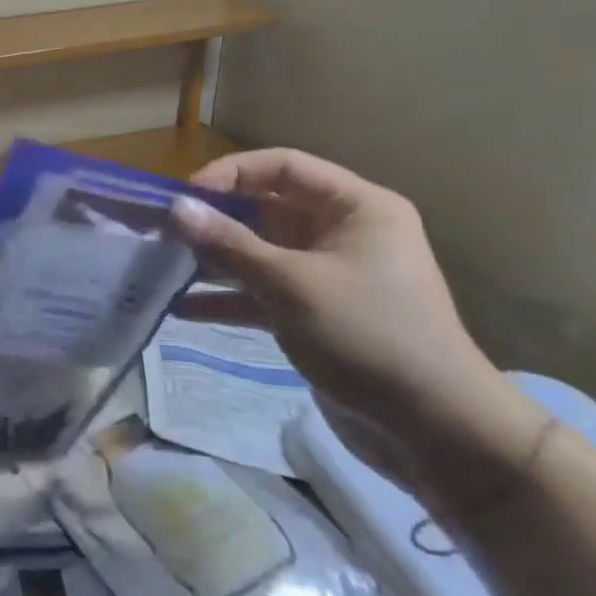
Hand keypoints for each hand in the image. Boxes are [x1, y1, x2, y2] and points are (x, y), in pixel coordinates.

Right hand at [172, 148, 545, 505]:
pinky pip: (263, 293)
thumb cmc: (368, 335)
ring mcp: (327, 275)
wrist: (433, 427)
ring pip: (259, 254)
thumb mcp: (292, 285)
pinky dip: (229, 299)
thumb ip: (230, 244)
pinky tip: (183, 310)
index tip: (184, 198)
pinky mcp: (314, 314)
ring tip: (164, 270)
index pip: (282, 167)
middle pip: (266, 210)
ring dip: (215, 262)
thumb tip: (177, 207)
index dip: (230, 175)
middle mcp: (342, 232)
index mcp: (355, 208)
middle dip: (214, 222)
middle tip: (163, 234)